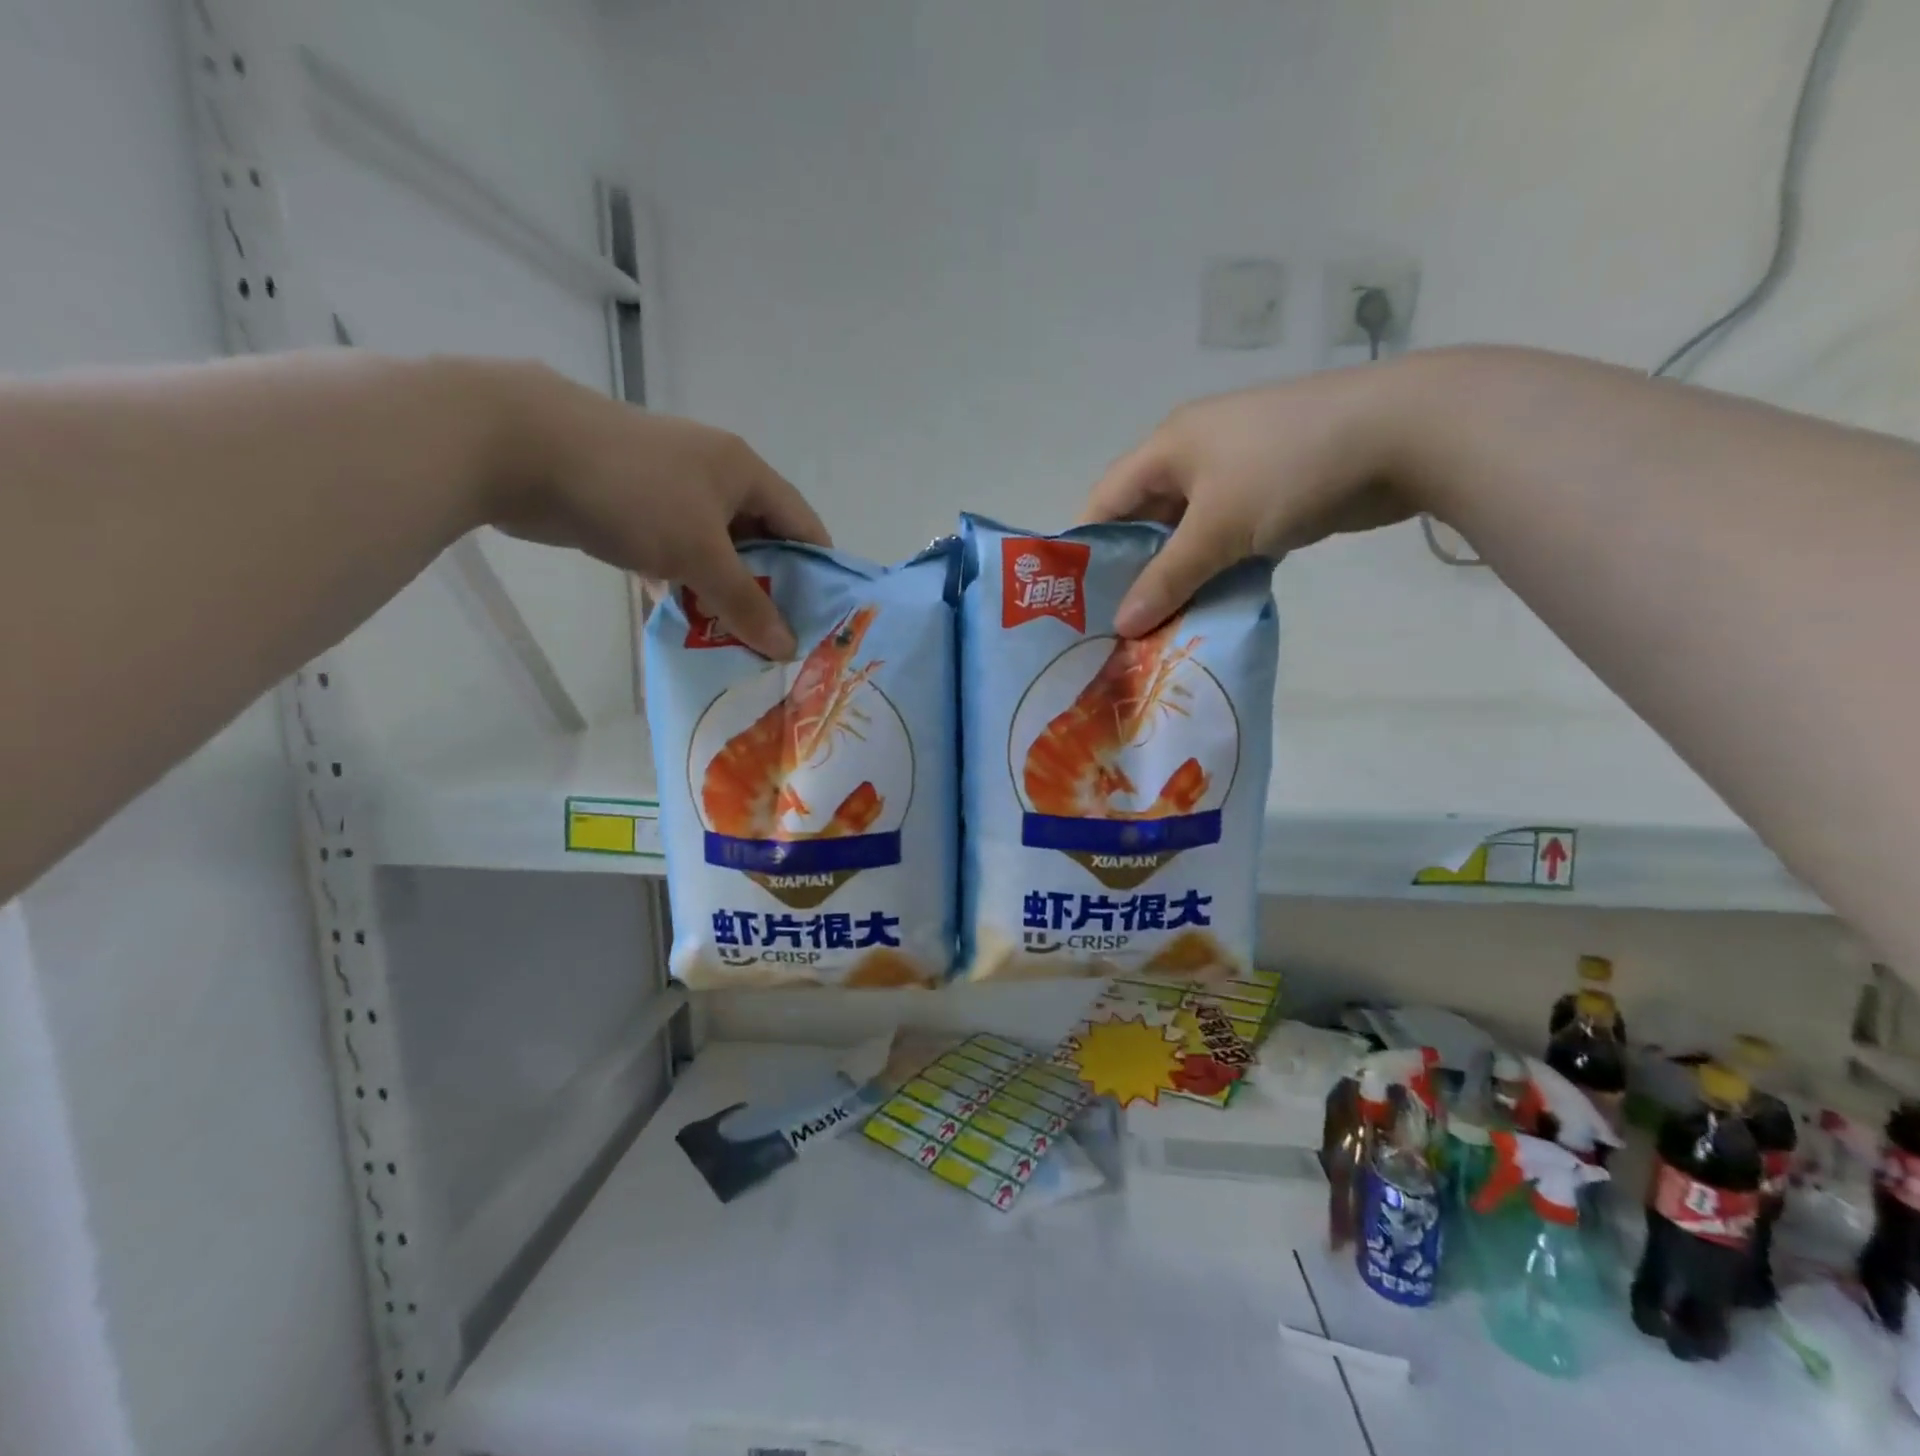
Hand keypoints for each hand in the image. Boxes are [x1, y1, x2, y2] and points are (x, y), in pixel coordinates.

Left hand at [484, 363, 828, 657]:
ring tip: (737, 644)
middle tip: (779, 641)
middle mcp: (714, 476)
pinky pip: (674, 553)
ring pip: (714, 552)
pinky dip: (681, 585)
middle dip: (769, 591)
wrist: (518, 447)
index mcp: (743, 472)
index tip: (825, 620)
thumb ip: (746, 603)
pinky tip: (683, 622)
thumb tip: (788, 648)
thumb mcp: (699, 552)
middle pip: (760, 541)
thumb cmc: (633, 492)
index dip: (818, 571)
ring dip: (723, 594)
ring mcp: (671, 491)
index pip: (802, 524)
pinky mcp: (632, 508)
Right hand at [1081, 363, 1416, 636]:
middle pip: (1145, 519)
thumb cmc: (1289, 469)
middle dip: (1134, 571)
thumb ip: (1167, 578)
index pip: (1106, 499)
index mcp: (1169, 447)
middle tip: (1118, 625)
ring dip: (1177, 576)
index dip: (1087, 548)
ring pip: (1188, 533)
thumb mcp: (1217, 527)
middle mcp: (1194, 454)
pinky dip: (1216, 570)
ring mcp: (1236, 472)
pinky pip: (1226, 537)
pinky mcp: (1271, 493)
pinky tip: (1207, 607)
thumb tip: (1122, 625)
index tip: (1075, 601)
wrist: (1404, 433)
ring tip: (1158, 626)